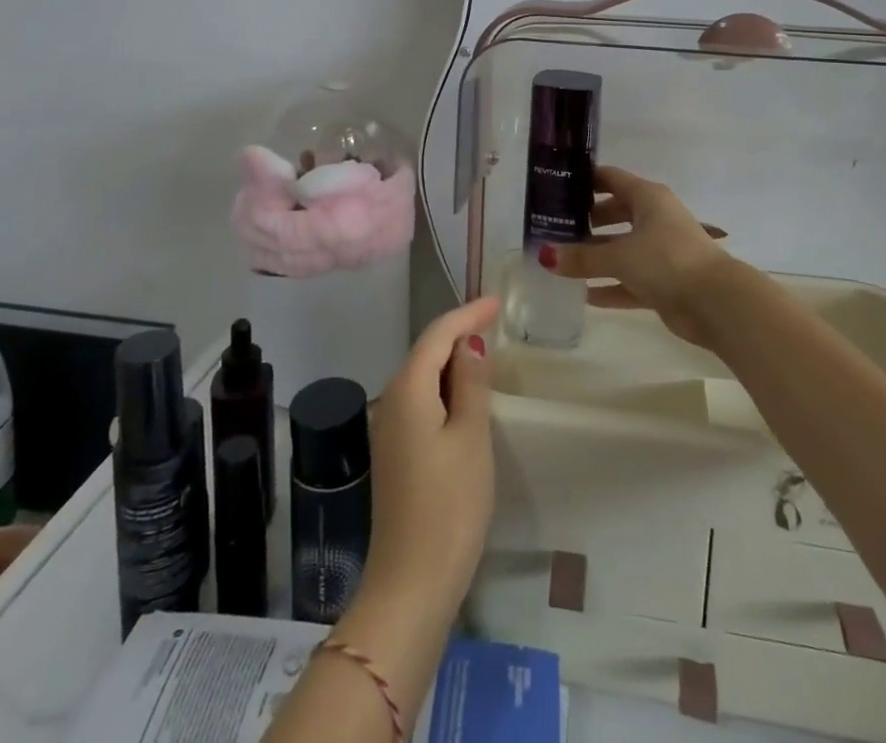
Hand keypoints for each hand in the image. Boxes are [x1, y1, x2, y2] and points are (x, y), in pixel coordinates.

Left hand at [359, 296, 500, 624]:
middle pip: (425, 352)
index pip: (438, 334)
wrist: (411, 583)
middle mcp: (390, 400)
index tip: (497, 301)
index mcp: (407, 389)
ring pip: (422, 377)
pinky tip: (463, 397)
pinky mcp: (394, 453)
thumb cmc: (450, 505)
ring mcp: (388, 429)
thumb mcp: (471, 437)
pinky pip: (420, 401)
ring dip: (450, 362)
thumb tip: (469, 345)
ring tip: (484, 353)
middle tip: (494, 322)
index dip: (467, 314)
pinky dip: (443, 388)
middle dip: (458, 333)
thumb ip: (471, 384)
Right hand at [548, 165, 734, 348]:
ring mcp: (661, 251)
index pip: (611, 179)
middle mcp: (655, 219)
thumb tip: (545, 256)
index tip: (556, 187)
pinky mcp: (664, 282)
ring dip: (596, 256)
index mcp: (648, 198)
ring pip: (621, 249)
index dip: (585, 181)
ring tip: (562, 262)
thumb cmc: (666, 260)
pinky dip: (610, 286)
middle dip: (587, 221)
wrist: (715, 302)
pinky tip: (584, 295)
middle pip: (615, 213)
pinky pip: (630, 280)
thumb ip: (582, 257)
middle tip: (554, 228)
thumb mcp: (619, 256)